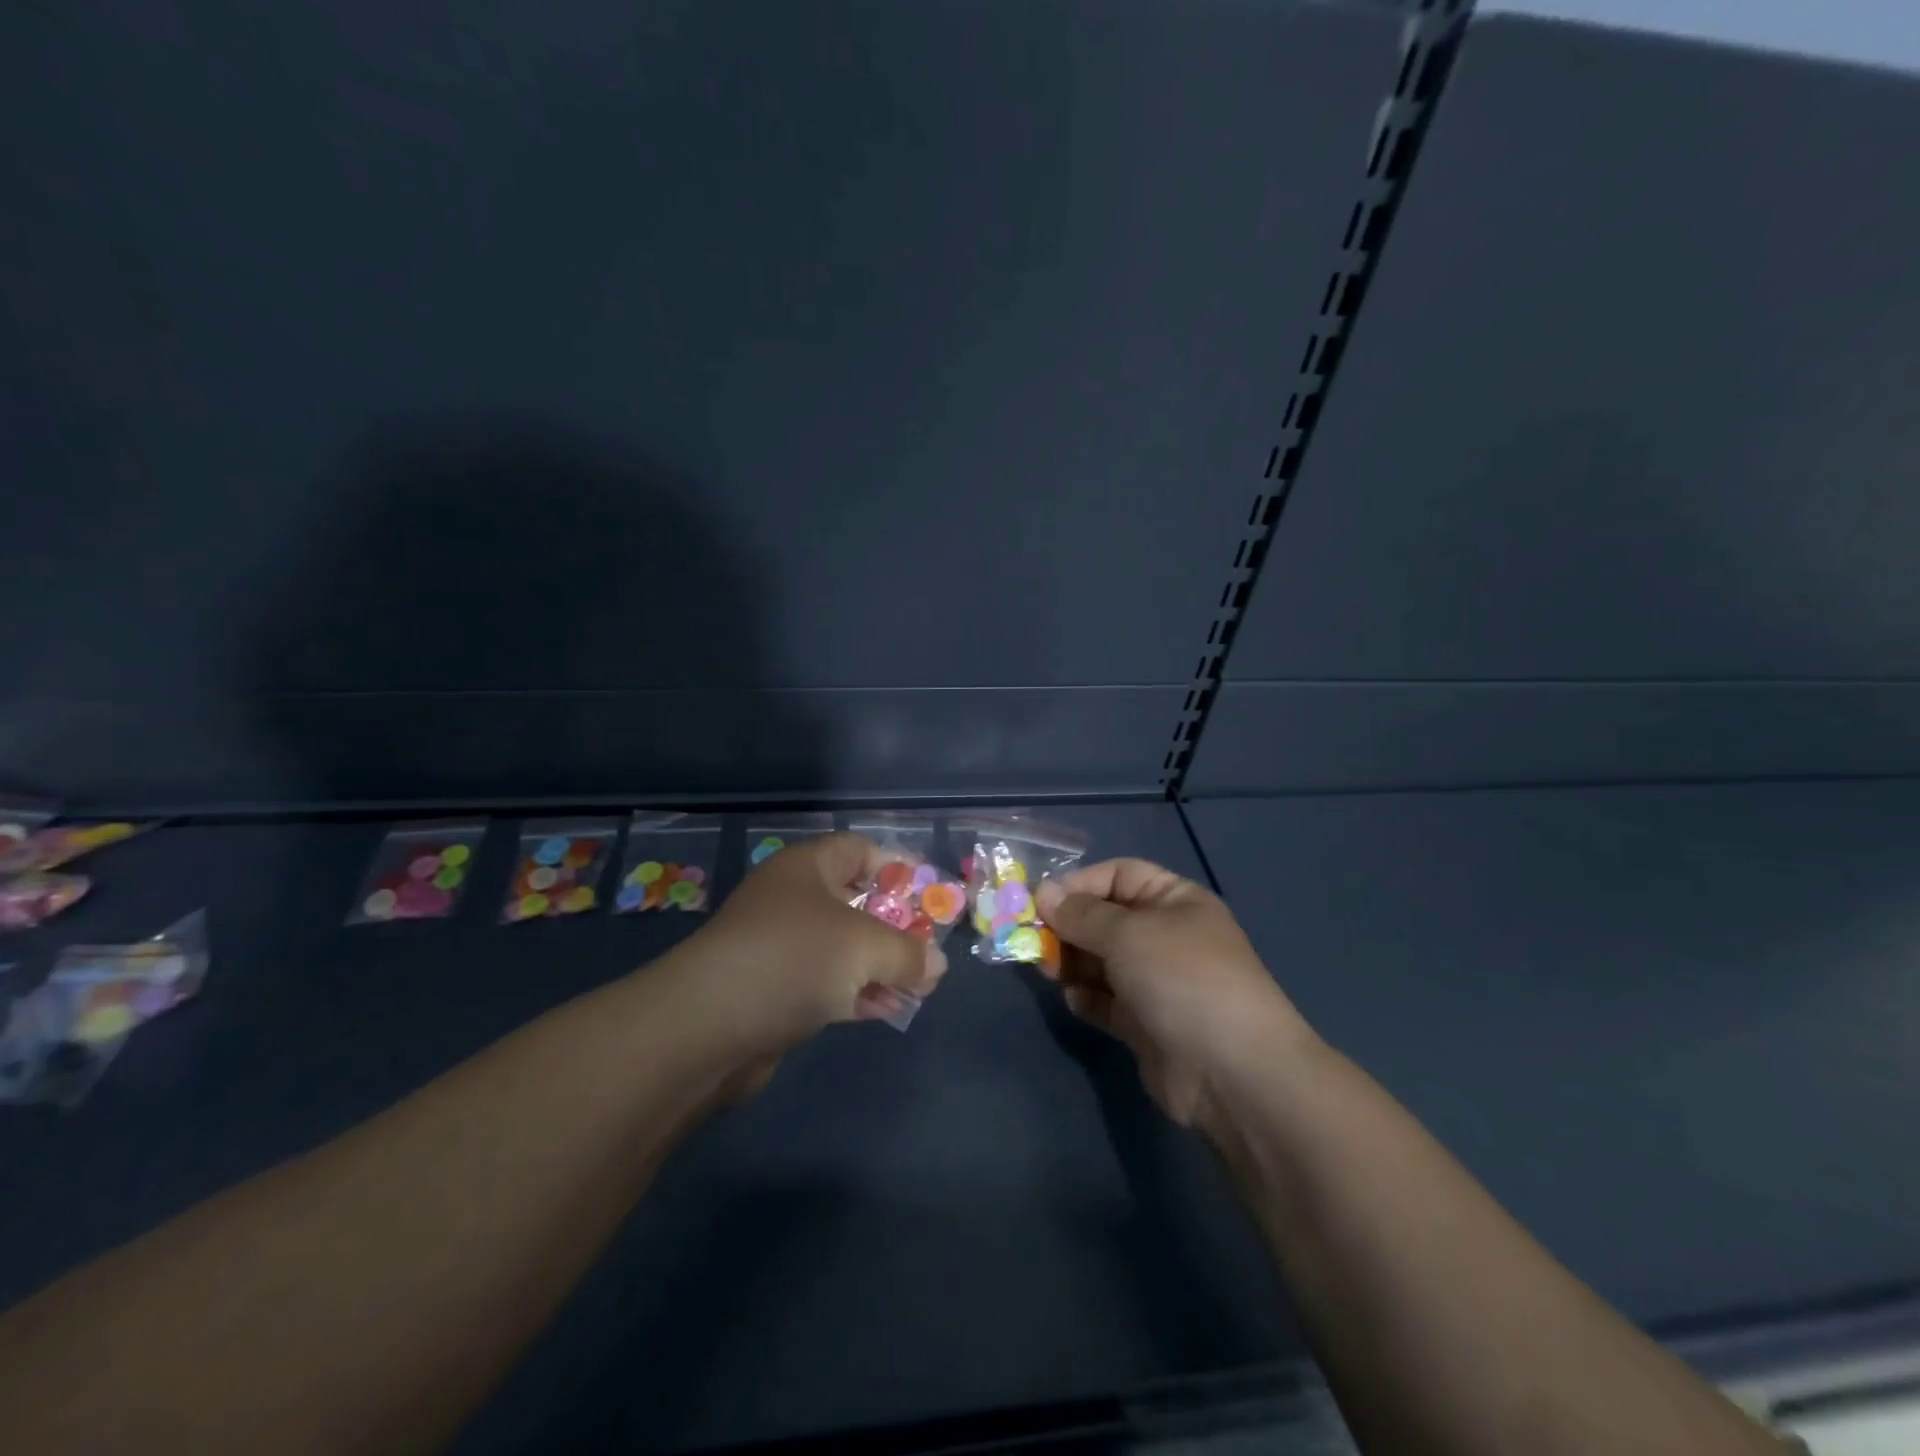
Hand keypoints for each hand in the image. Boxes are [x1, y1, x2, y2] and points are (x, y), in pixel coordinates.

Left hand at [670, 833, 948, 1071]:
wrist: (707, 1027)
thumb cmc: (792, 960)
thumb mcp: (864, 947)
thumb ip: (907, 953)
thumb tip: (935, 964)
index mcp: (807, 869)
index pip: (860, 850)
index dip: (897, 866)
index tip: (930, 893)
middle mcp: (792, 901)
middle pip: (855, 901)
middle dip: (897, 925)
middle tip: (931, 948)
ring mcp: (781, 948)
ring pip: (844, 948)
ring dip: (882, 965)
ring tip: (921, 986)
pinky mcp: (775, 992)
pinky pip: (827, 984)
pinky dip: (858, 993)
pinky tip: (889, 1010)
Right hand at [1034, 859, 1313, 1128]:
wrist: (1233, 1073)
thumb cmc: (1182, 979)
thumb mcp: (1128, 933)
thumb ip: (1081, 914)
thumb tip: (1043, 893)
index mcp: (1174, 901)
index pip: (1119, 875)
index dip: (1079, 883)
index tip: (1039, 901)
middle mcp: (1166, 936)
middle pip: (1106, 919)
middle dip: (1068, 925)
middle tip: (1031, 938)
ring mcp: (1157, 982)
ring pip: (1102, 961)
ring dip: (1071, 961)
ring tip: (1045, 968)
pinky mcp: (1146, 1024)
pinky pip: (1107, 1001)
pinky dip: (1086, 997)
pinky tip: (1072, 999)